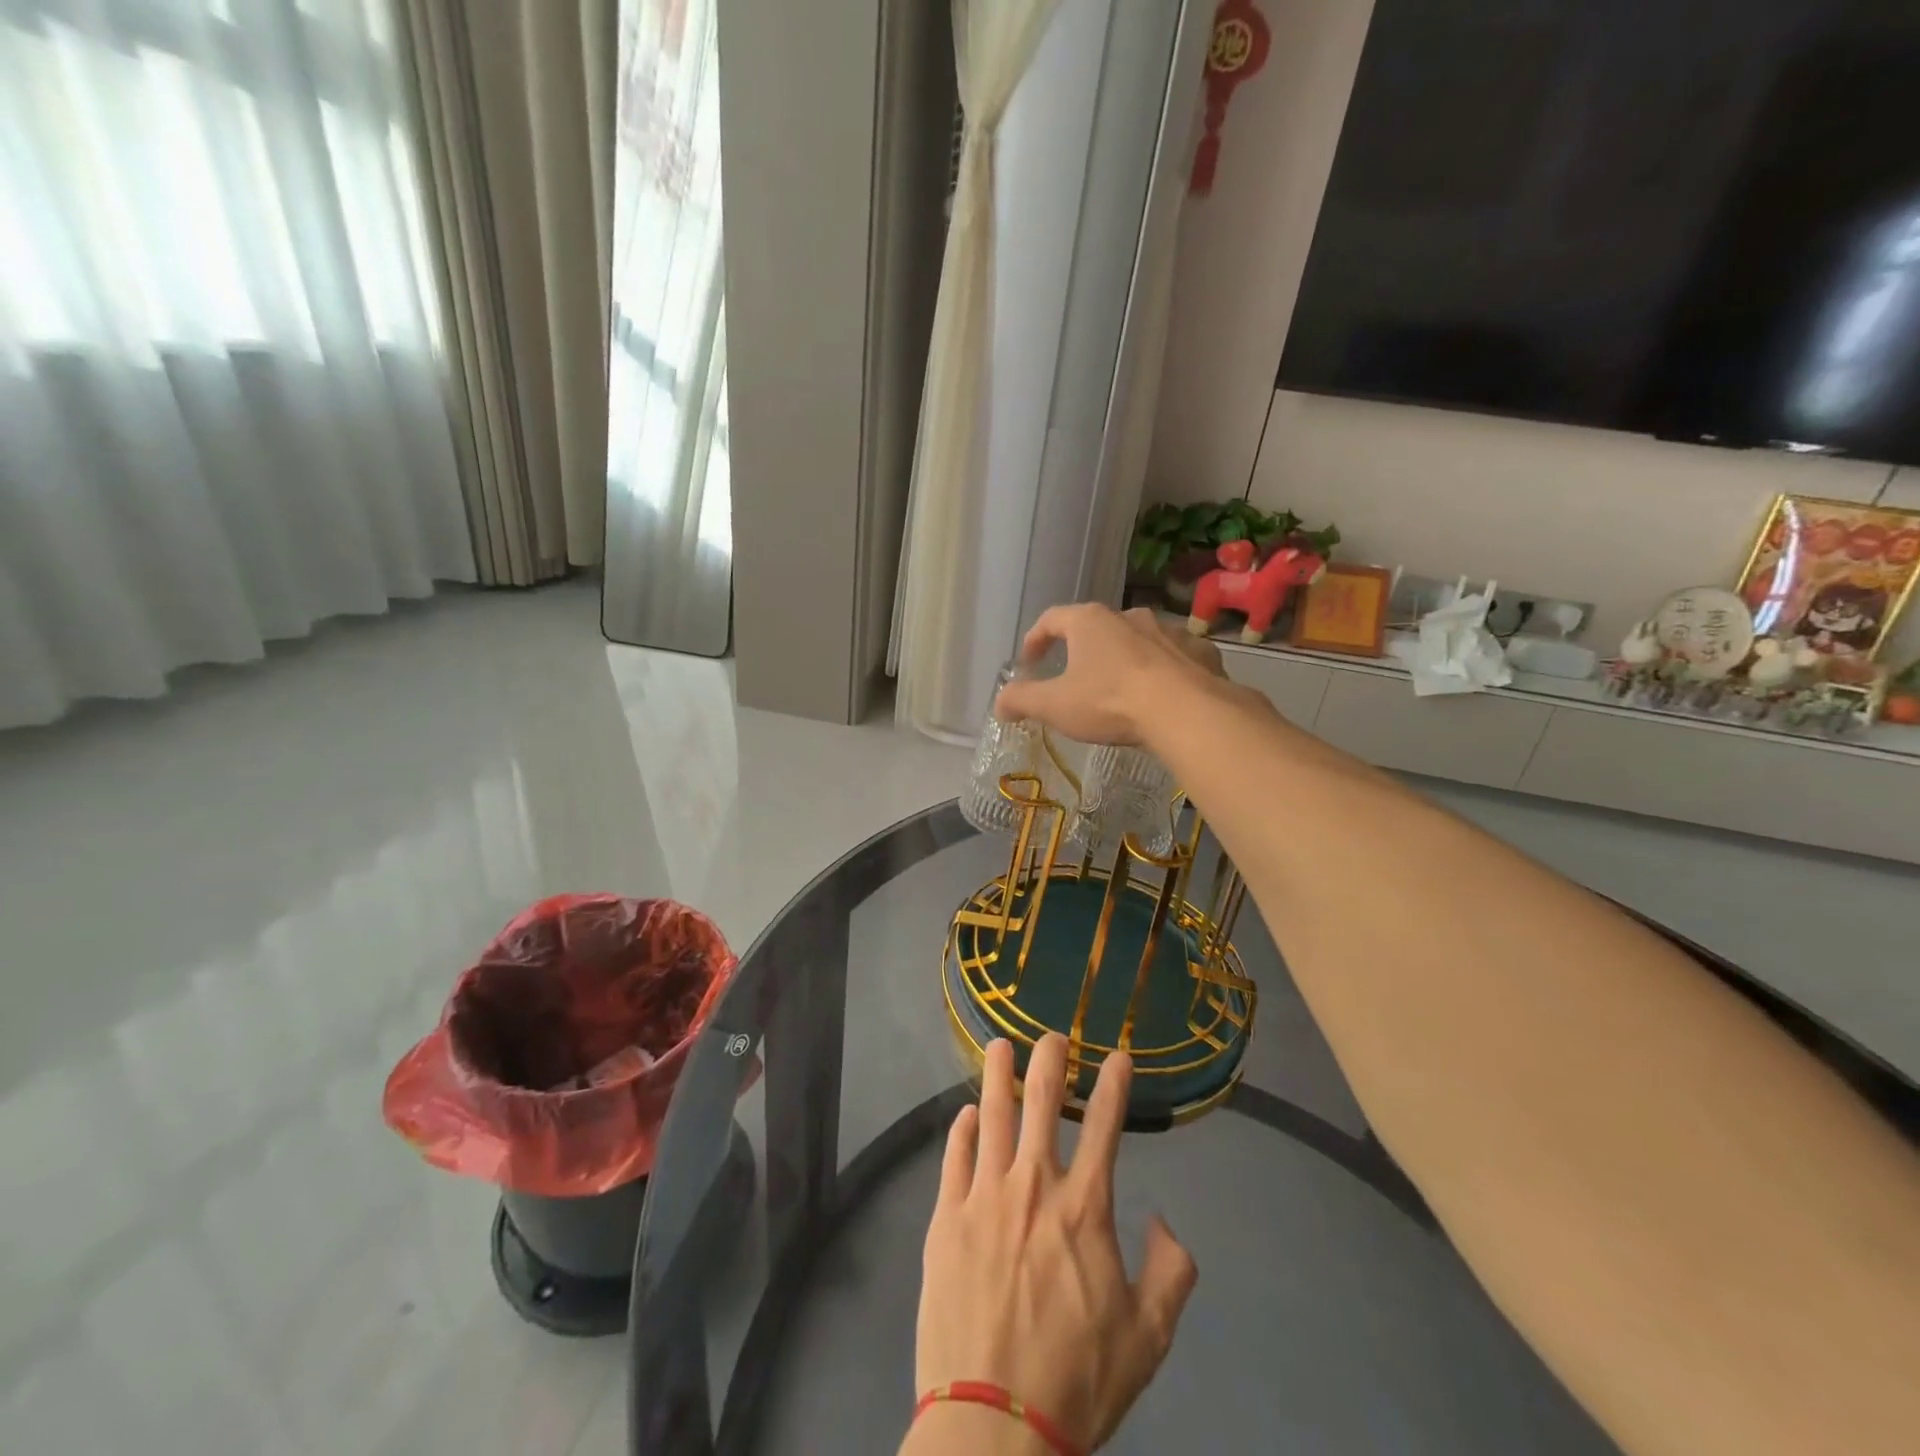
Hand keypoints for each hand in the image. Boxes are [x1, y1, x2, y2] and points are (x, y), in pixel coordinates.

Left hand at [913, 1035, 1197, 1451]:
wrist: (993, 1426)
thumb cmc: (1076, 1382)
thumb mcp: (1148, 1340)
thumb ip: (1171, 1275)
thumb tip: (1166, 1223)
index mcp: (1084, 1209)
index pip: (1106, 1127)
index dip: (1115, 1084)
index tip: (1120, 1055)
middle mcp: (1033, 1186)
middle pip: (1042, 1102)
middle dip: (1050, 1059)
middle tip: (1052, 1035)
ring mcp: (984, 1196)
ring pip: (992, 1114)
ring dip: (998, 1074)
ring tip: (1000, 1045)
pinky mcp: (946, 1217)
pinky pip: (955, 1156)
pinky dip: (963, 1129)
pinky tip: (968, 1114)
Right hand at [993, 605, 1226, 746]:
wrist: (1185, 711)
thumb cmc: (1110, 702)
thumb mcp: (1054, 706)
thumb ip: (1021, 700)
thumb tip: (999, 702)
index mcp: (1089, 622)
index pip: (1051, 619)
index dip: (1035, 639)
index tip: (1029, 661)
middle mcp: (1129, 616)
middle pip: (1097, 628)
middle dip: (1083, 651)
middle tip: (1075, 678)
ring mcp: (1169, 631)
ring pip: (1138, 641)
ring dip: (1125, 659)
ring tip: (1120, 689)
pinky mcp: (1199, 651)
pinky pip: (1175, 657)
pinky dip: (1163, 671)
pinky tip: (1162, 696)